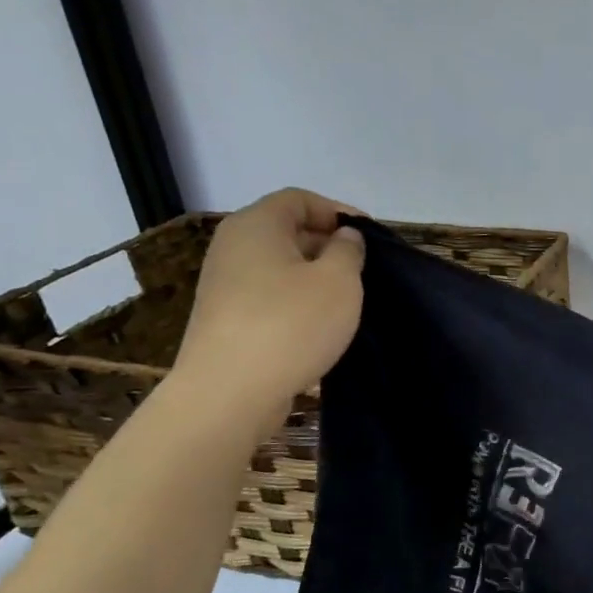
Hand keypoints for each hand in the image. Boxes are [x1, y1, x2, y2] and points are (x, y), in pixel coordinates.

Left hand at [172, 189, 365, 432]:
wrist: (230, 392)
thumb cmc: (291, 324)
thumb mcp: (339, 281)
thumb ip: (348, 251)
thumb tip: (343, 238)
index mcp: (257, 224)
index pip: (300, 199)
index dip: (337, 212)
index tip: (368, 239)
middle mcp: (233, 247)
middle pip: (287, 231)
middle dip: (328, 246)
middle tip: (363, 272)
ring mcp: (224, 284)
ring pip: (279, 267)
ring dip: (314, 278)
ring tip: (346, 302)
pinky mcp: (225, 319)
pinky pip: (269, 297)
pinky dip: (296, 303)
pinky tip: (319, 329)